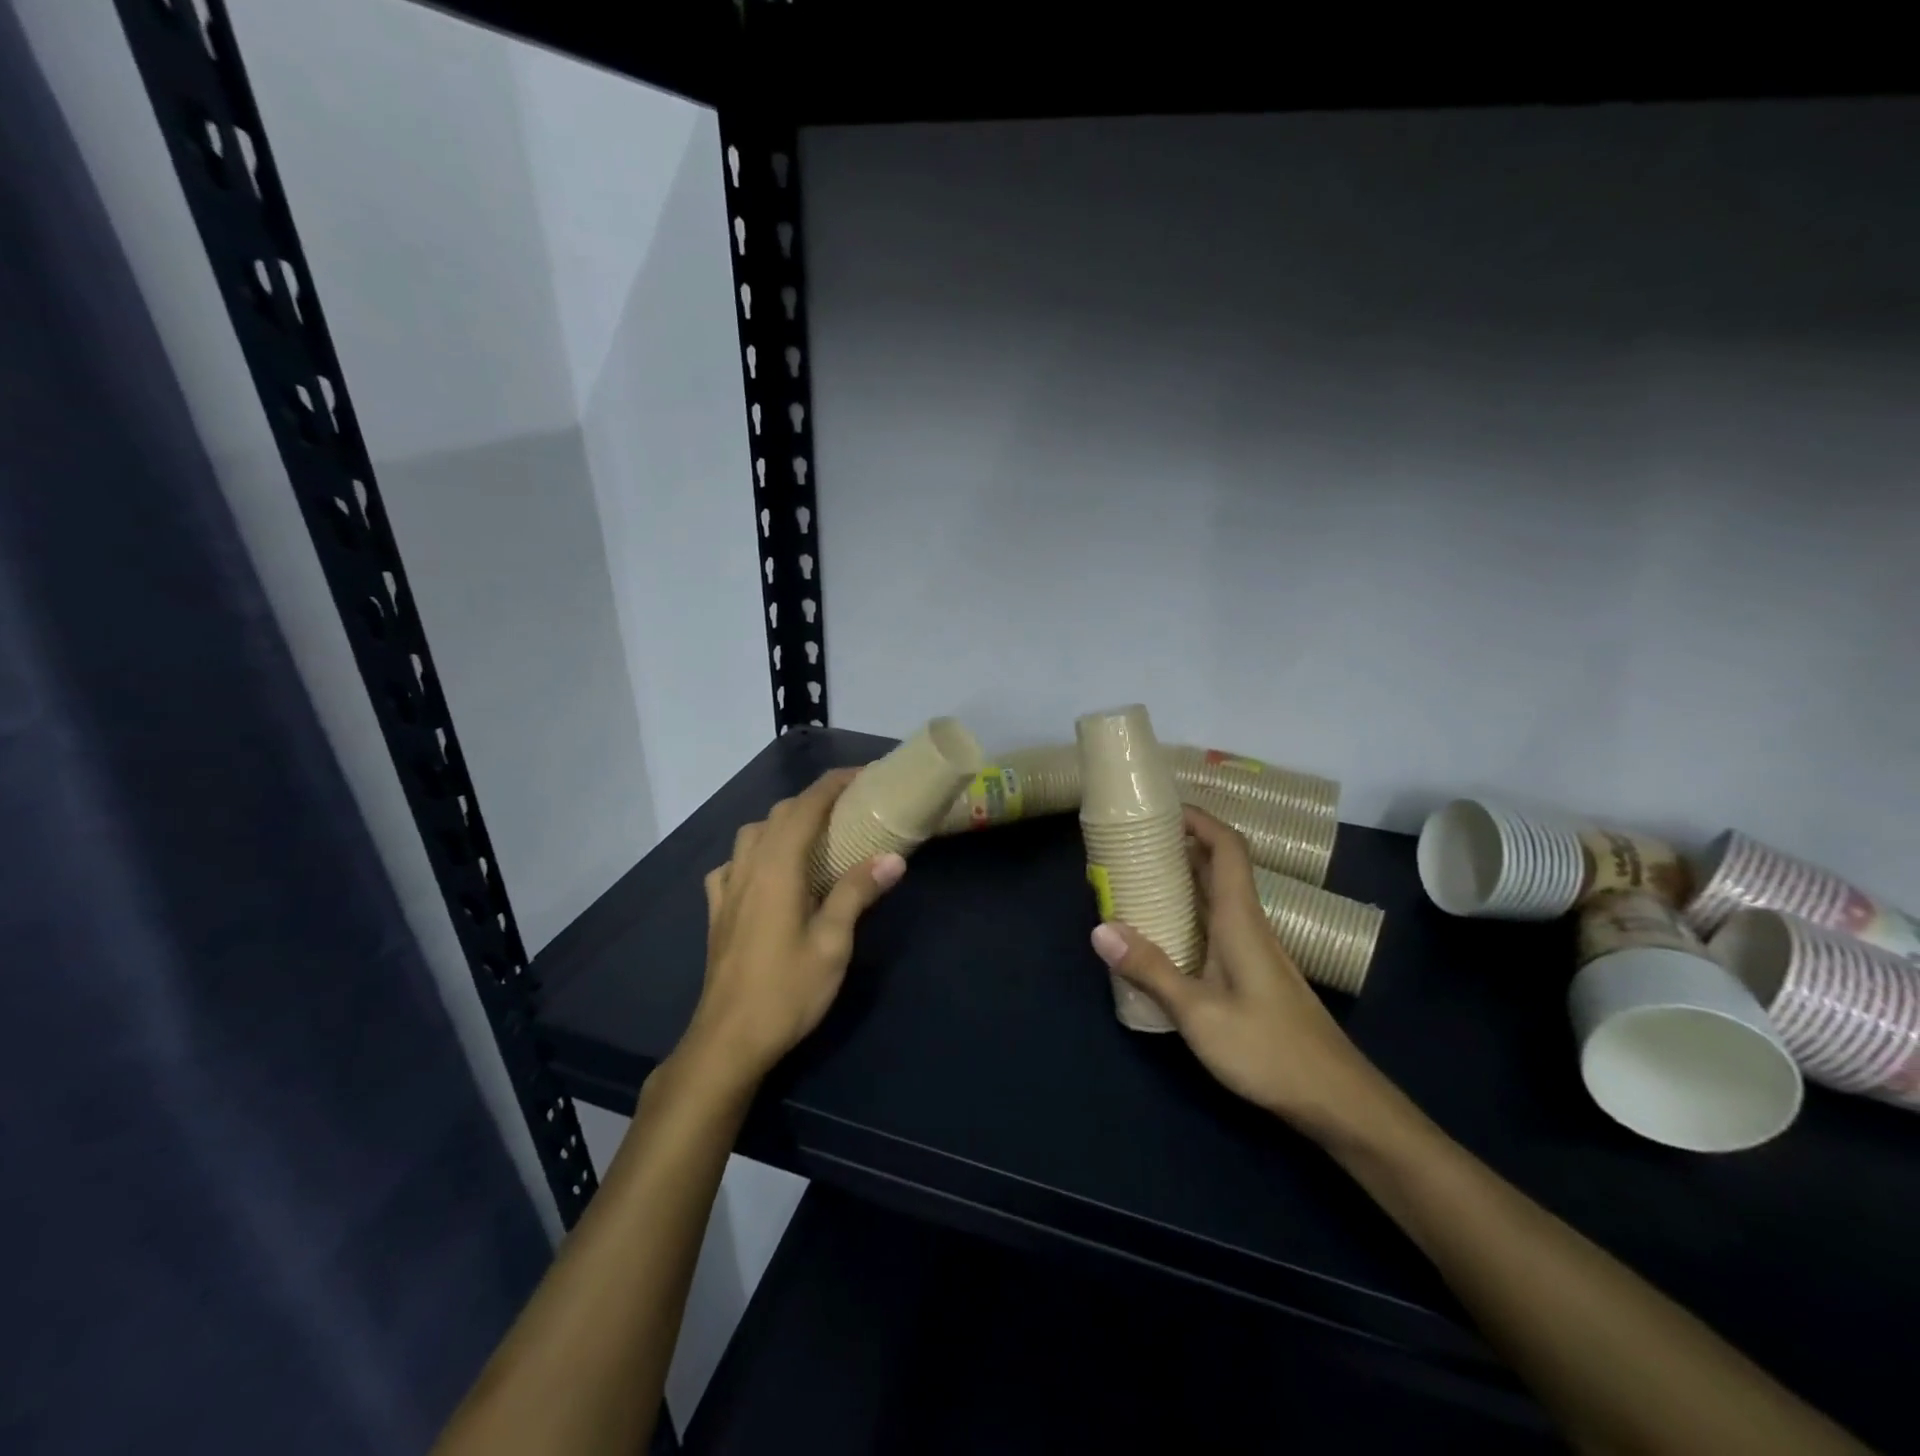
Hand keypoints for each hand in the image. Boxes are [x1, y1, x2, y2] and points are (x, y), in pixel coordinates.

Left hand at [686, 769, 905, 1085]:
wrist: (728, 1040)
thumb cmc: (787, 990)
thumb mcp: (833, 942)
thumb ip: (858, 892)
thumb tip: (894, 856)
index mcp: (778, 867)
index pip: (806, 806)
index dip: (835, 784)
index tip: (865, 776)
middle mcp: (749, 866)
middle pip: (779, 814)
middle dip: (815, 800)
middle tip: (852, 807)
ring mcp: (727, 888)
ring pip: (752, 833)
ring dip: (783, 822)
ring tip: (813, 836)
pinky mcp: (717, 911)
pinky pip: (732, 863)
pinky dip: (755, 852)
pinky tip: (767, 873)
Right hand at [1089, 807, 1396, 1140]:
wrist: (1336, 1100)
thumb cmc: (1269, 1049)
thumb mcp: (1200, 1013)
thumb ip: (1151, 969)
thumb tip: (1100, 928)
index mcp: (1240, 919)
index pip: (1227, 848)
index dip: (1200, 819)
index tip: (1163, 808)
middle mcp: (1248, 924)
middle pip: (1218, 866)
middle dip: (1181, 844)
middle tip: (1135, 840)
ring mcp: (1253, 950)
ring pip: (1217, 896)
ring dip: (1183, 878)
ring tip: (1138, 877)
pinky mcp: (1252, 973)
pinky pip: (1215, 924)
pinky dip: (1188, 911)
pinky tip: (1162, 932)